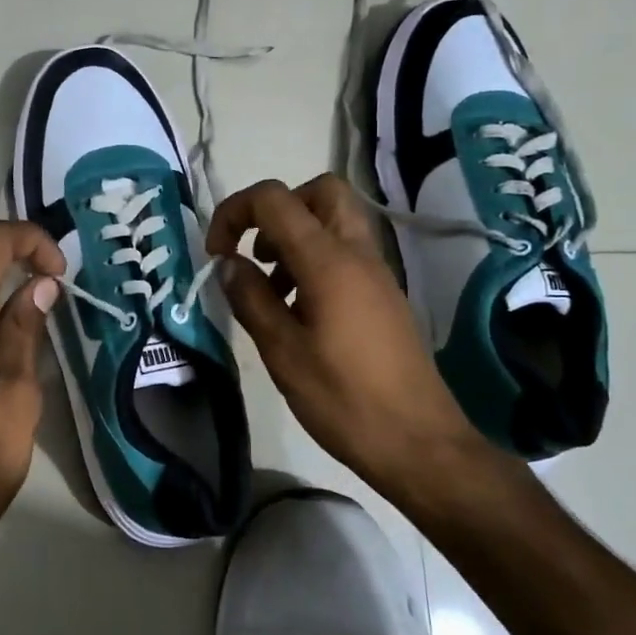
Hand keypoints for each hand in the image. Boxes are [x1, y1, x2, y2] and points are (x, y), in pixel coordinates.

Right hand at [207, 175, 486, 499]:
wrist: (418, 442)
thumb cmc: (343, 399)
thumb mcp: (282, 352)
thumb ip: (250, 299)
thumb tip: (227, 264)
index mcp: (329, 261)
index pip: (275, 199)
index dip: (235, 212)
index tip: (217, 253)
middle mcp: (357, 253)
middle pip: (319, 192)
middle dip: (277, 209)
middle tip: (255, 252)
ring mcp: (377, 273)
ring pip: (335, 221)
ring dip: (295, 236)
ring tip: (270, 288)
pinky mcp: (383, 295)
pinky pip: (346, 252)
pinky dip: (315, 260)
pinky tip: (297, 310)